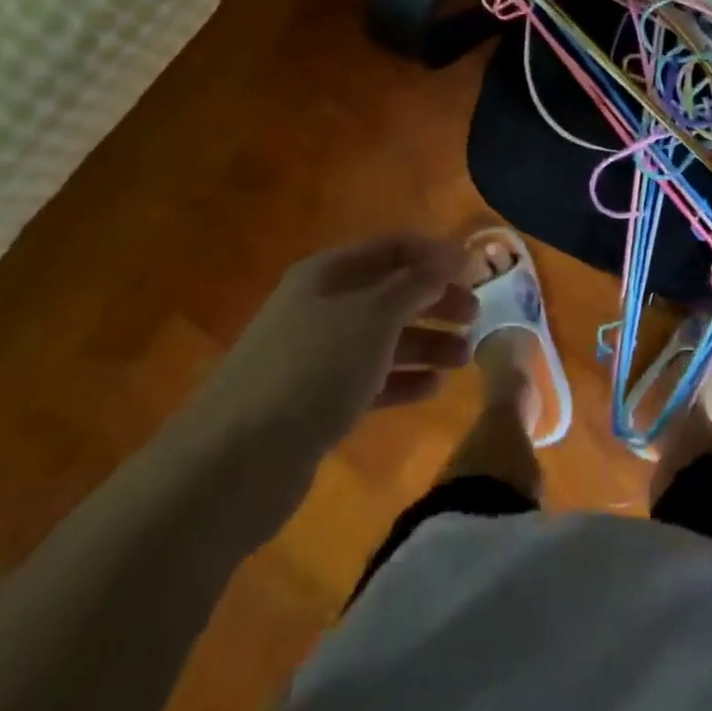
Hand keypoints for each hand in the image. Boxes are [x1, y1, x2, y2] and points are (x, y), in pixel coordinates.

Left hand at [189, 236, 479, 458]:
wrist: (234, 463)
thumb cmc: (313, 369)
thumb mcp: (374, 316)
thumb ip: (417, 283)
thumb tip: (452, 255)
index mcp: (329, 273)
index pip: (393, 247)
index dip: (436, 254)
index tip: (477, 271)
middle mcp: (321, 306)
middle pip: (390, 292)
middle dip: (435, 300)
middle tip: (476, 316)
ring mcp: (315, 356)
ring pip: (382, 338)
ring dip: (425, 343)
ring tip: (465, 358)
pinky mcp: (314, 402)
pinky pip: (369, 379)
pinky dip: (402, 379)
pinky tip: (433, 389)